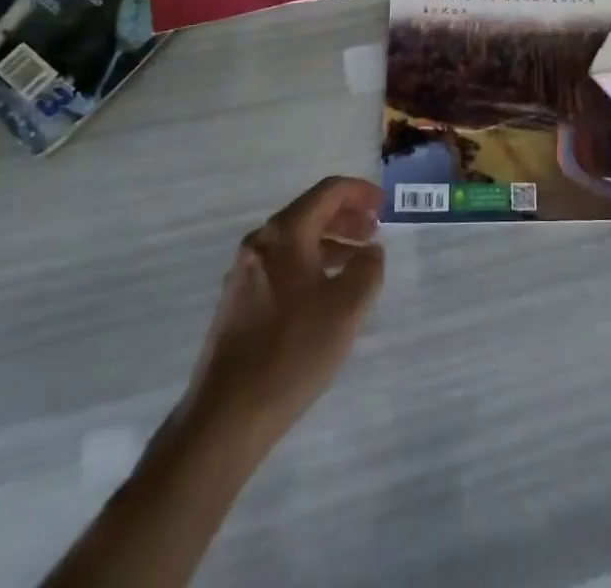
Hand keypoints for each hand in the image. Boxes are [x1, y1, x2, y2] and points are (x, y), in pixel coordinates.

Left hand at [176, 176, 386, 452]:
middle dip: (346, 217)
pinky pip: (283, 265)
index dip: (360, 192)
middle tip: (375, 232)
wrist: (225, 418)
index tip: (385, 206)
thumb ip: (367, 269)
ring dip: (330, 243)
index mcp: (285, 234)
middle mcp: (260, 243)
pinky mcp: (238, 302)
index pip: (328, 192)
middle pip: (310, 212)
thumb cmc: (292, 352)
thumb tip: (370, 251)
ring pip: (296, 241)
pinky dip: (311, 265)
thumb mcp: (346, 308)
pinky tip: (326, 293)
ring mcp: (244, 272)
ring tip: (357, 263)